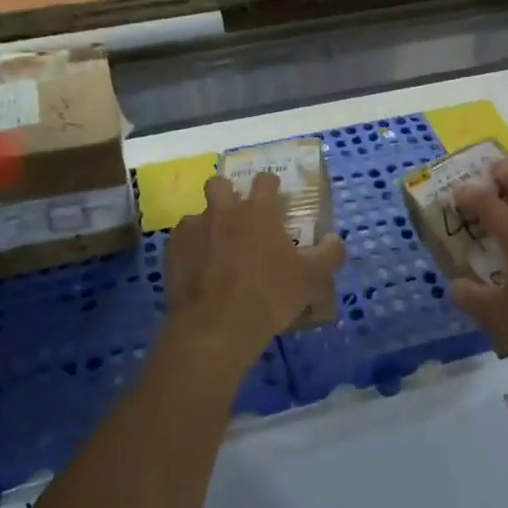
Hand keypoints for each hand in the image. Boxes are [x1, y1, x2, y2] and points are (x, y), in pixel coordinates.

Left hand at [165, 173, 345, 360]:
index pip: (265, 180)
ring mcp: (194, 229)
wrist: (216, 327)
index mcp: (258, 211)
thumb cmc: (269, 296)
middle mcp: (223, 211)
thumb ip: (329, 254)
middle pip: (219, 183)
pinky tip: (199, 268)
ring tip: (217, 248)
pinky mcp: (173, 252)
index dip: (271, 186)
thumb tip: (334, 239)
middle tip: (239, 217)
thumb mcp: (312, 278)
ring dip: (208, 224)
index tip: (276, 199)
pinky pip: (181, 240)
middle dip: (228, 193)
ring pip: (198, 214)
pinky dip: (191, 248)